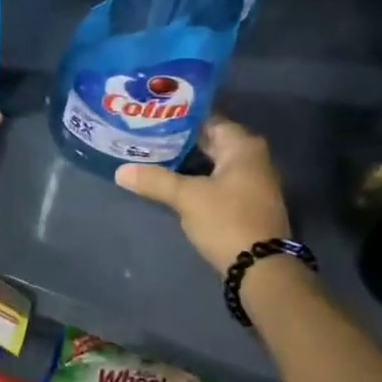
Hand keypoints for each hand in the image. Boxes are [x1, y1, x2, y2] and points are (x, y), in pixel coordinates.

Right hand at [116, 115, 291, 272]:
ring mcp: (251, 181)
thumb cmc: (227, 220)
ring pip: (212, 162)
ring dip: (187, 160)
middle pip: (211, 140)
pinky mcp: (246, 202)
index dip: (180, 115)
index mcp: (242, 146)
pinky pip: (216, 180)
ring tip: (152, 154)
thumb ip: (155, 180)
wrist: (261, 268)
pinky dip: (196, 177)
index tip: (153, 113)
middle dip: (180, 138)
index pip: (208, 118)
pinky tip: (172, 180)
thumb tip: (120, 171)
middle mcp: (252, 157)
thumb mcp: (187, 198)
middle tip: (146, 133)